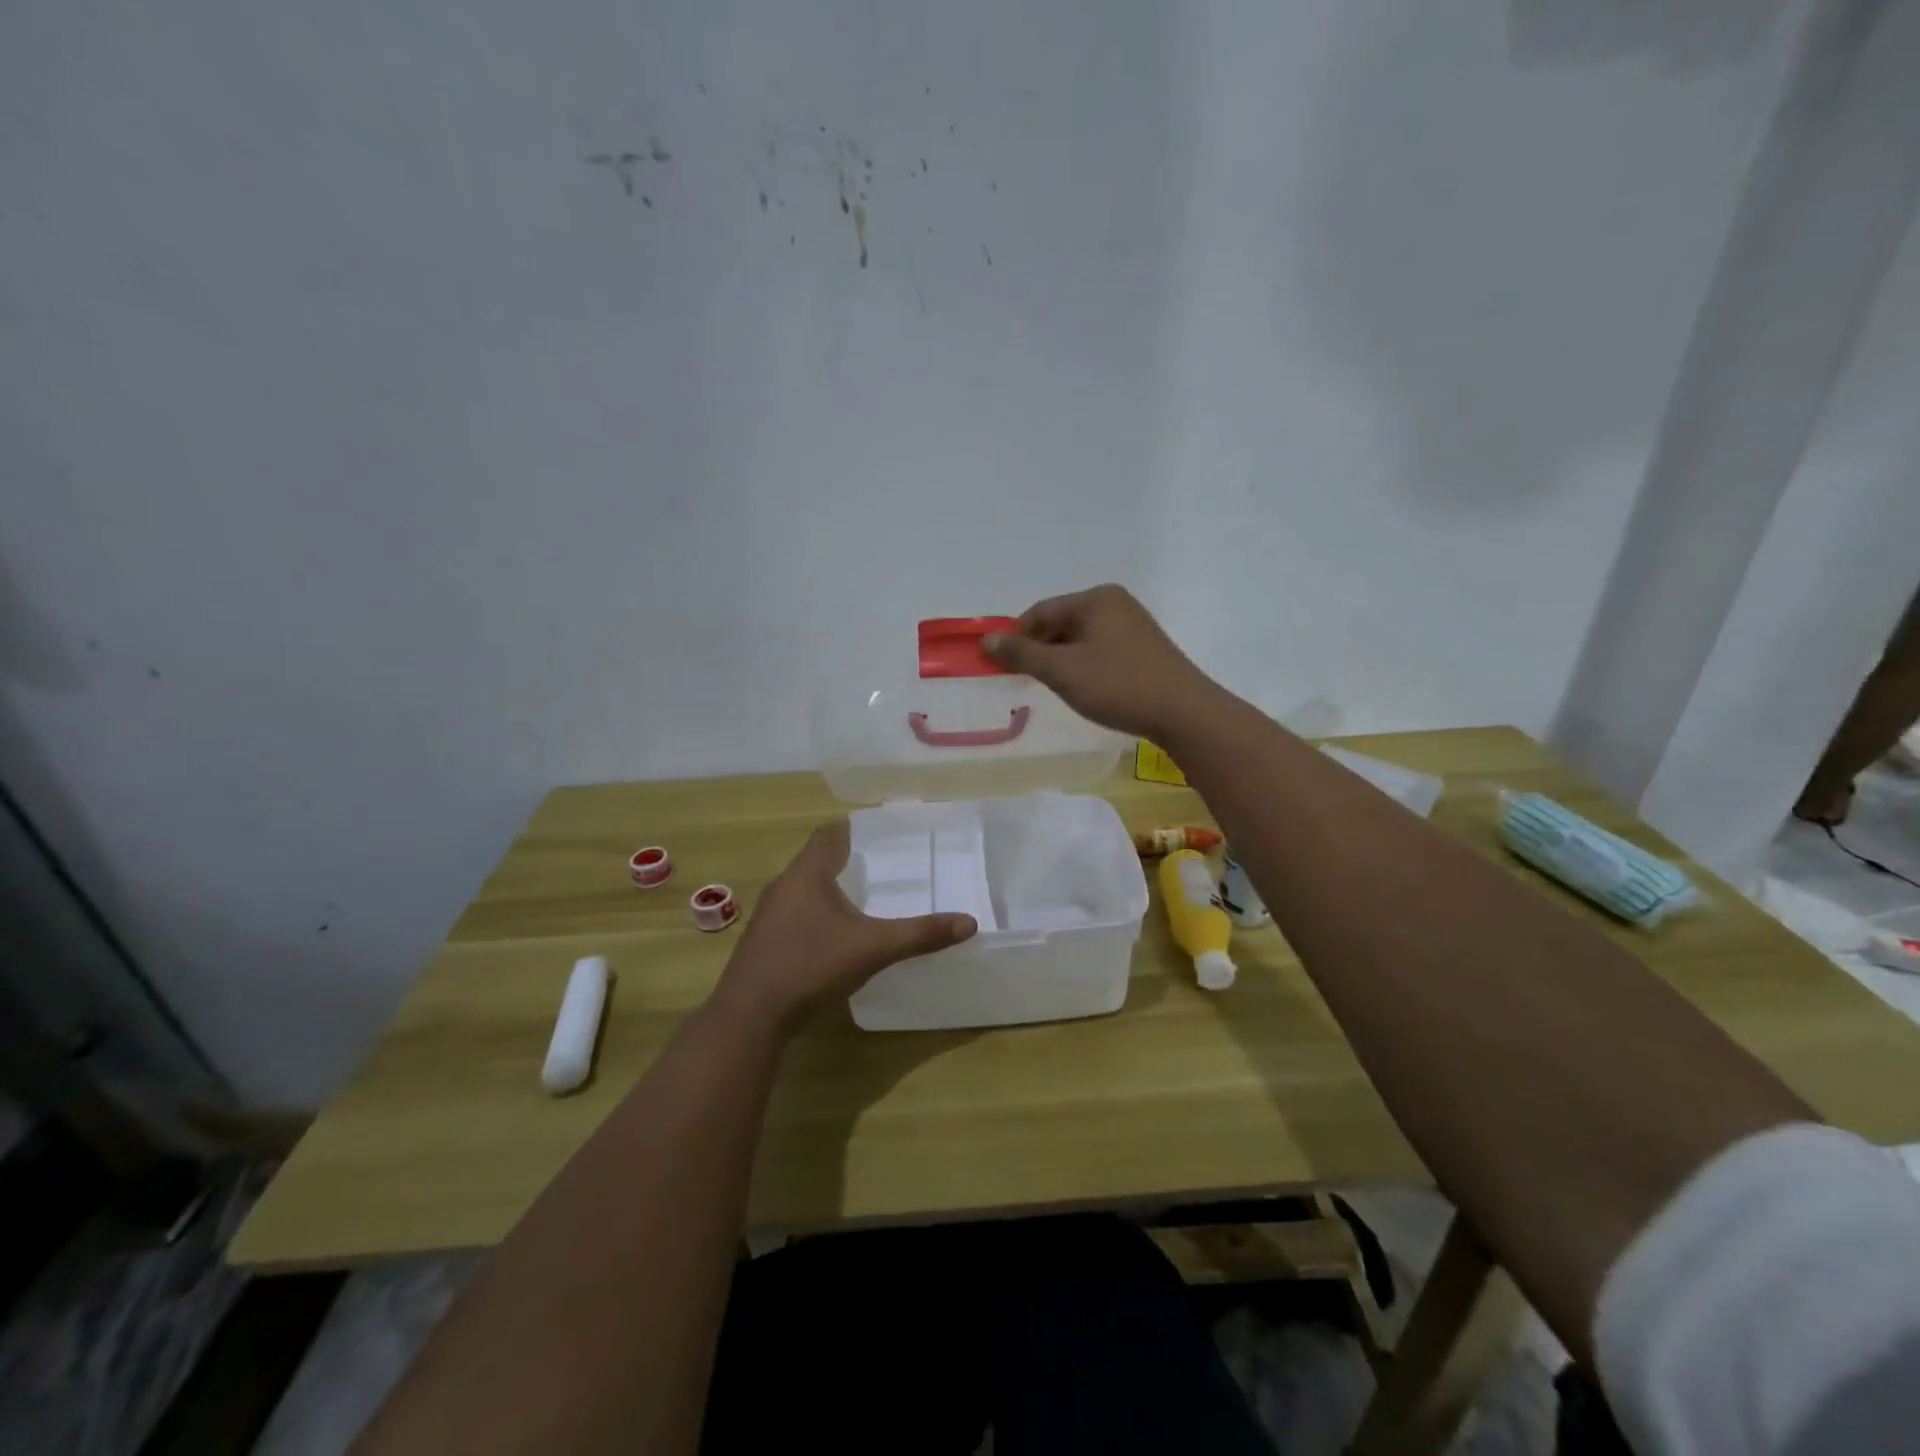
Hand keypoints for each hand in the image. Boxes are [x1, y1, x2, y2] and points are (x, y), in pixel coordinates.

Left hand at [710, 820, 976, 1033]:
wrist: (751, 1016)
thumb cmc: (811, 965)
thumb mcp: (873, 948)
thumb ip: (920, 934)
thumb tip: (969, 922)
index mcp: (807, 874)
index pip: (828, 835)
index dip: (852, 831)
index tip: (879, 835)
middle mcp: (783, 886)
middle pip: (815, 861)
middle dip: (845, 861)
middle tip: (880, 868)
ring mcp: (768, 915)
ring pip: (802, 889)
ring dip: (827, 890)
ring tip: (861, 900)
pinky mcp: (762, 942)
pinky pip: (793, 914)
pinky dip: (814, 915)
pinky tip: (831, 937)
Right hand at [983, 584, 1216, 739]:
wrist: (1183, 712)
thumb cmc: (1117, 685)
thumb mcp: (1062, 671)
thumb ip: (1022, 654)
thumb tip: (985, 640)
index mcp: (1095, 599)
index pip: (1040, 612)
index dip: (1017, 638)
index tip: (1003, 668)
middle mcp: (1115, 603)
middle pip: (1060, 622)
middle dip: (1040, 650)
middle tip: (1027, 682)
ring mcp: (1133, 625)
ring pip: (1080, 639)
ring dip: (1061, 660)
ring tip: (1056, 689)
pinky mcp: (1144, 648)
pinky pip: (1100, 649)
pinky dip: (1083, 666)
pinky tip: (1085, 689)